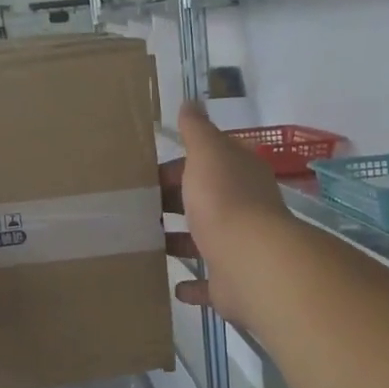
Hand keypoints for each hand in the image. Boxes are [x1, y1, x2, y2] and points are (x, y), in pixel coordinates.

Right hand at [161, 100, 292, 324]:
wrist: (251, 262)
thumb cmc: (224, 200)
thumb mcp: (207, 153)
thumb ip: (197, 130)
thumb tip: (191, 102)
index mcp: (238, 175)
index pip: (208, 162)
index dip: (180, 165)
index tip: (147, 172)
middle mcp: (243, 208)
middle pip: (204, 200)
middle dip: (175, 201)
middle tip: (138, 206)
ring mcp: (239, 247)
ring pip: (205, 240)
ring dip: (180, 240)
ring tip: (145, 240)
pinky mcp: (232, 282)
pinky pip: (209, 284)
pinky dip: (193, 285)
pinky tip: (174, 285)